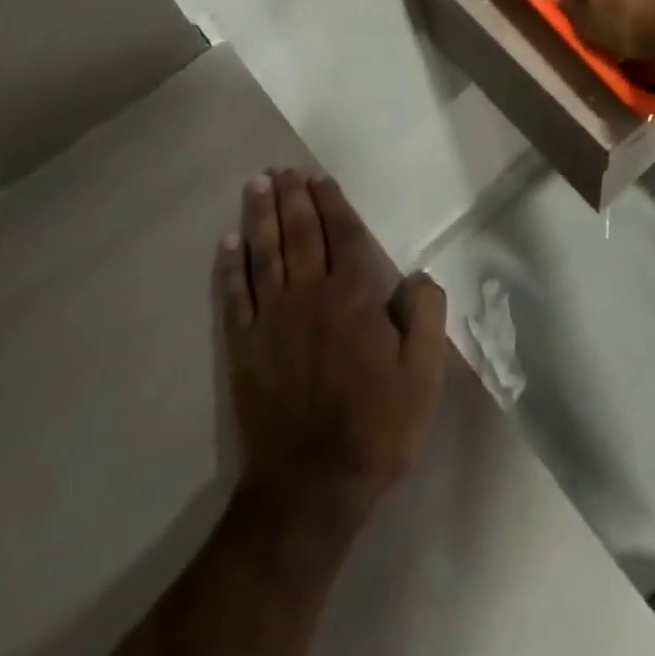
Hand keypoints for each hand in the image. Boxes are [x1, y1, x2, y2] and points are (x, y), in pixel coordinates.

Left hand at [215, 169, 447, 529]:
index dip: (332, 203)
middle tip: (284, 168)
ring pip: (265, 253)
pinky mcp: (244, 346)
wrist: (310, 487)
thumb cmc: (376, 427)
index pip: (342, 235)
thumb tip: (419, 273)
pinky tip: (228, 243)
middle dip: (293, 197)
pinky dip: (230, 266)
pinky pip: (235, 295)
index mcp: (354, 296)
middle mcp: (310, 294)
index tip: (320, 178)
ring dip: (260, 216)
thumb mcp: (423, 376)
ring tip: (257, 185)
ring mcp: (272, 318)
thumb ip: (425, 316)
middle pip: (300, 233)